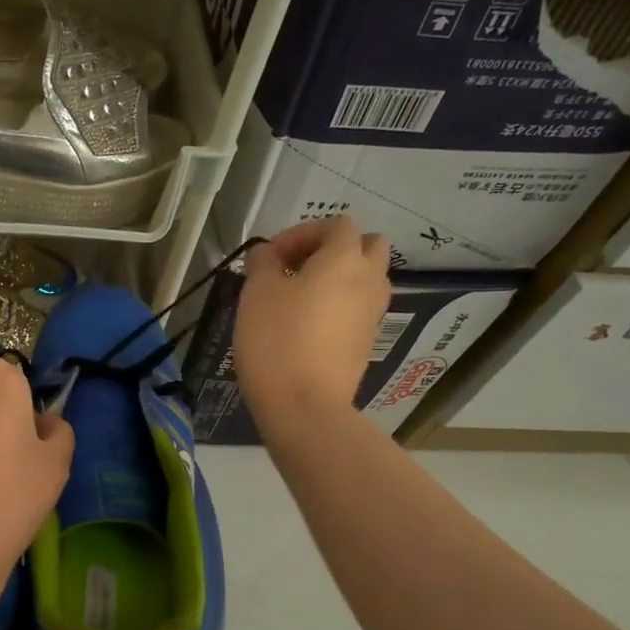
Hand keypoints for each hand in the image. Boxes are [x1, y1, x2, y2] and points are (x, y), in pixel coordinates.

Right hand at [232, 218, 391, 421]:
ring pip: (365, 280)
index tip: (271, 257)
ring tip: (299, 297)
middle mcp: (369, 280)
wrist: (304, 404)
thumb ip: (263, 262)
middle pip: (366, 246)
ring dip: (338, 278)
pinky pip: (357, 310)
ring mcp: (372, 314)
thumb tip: (267, 254)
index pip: (336, 225)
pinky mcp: (365, 343)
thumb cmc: (277, 339)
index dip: (302, 233)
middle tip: (296, 269)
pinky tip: (307, 326)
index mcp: (344, 259)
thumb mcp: (257, 292)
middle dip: (333, 250)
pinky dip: (339, 306)